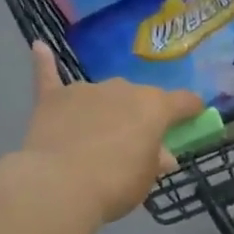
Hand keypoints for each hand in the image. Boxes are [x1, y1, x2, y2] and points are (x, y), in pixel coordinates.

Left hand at [20, 42, 203, 222]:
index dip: (191, 109)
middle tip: (134, 142)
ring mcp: (86, 89)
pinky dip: (45, 63)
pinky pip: (49, 76)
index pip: (184, 101)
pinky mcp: (53, 98)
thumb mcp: (146, 179)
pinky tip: (39, 48)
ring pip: (103, 95)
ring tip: (96, 134)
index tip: (194, 117)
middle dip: (140, 115)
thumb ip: (156, 161)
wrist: (59, 185)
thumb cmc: (115, 183)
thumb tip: (162, 155)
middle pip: (140, 97)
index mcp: (154, 107)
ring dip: (106, 108)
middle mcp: (124, 89)